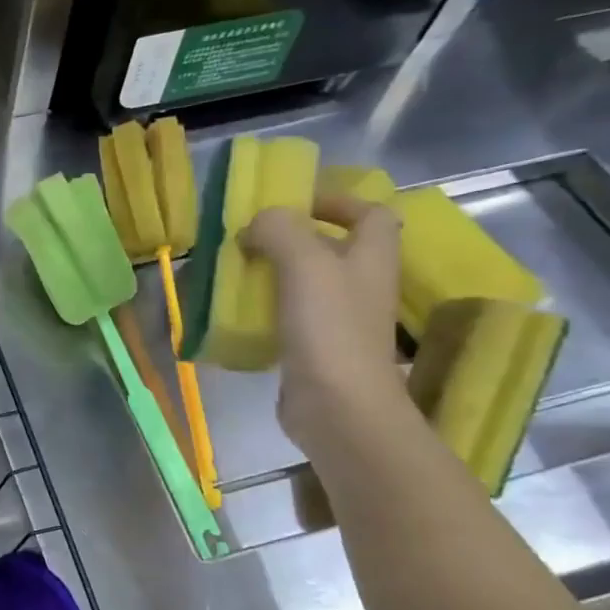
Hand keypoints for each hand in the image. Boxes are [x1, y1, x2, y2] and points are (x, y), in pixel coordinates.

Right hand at [241, 193, 413, 456]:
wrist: (338, 406)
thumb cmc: (329, 327)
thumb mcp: (304, 263)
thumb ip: (280, 230)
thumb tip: (257, 223)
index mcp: (371, 259)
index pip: (371, 215)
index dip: (338, 202)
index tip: (295, 204)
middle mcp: (361, 286)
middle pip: (334, 249)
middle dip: (294, 239)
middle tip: (252, 238)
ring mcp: (340, 321)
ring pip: (308, 283)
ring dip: (275, 272)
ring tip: (238, 270)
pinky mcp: (316, 349)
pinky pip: (290, 316)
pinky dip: (266, 308)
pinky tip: (239, 311)